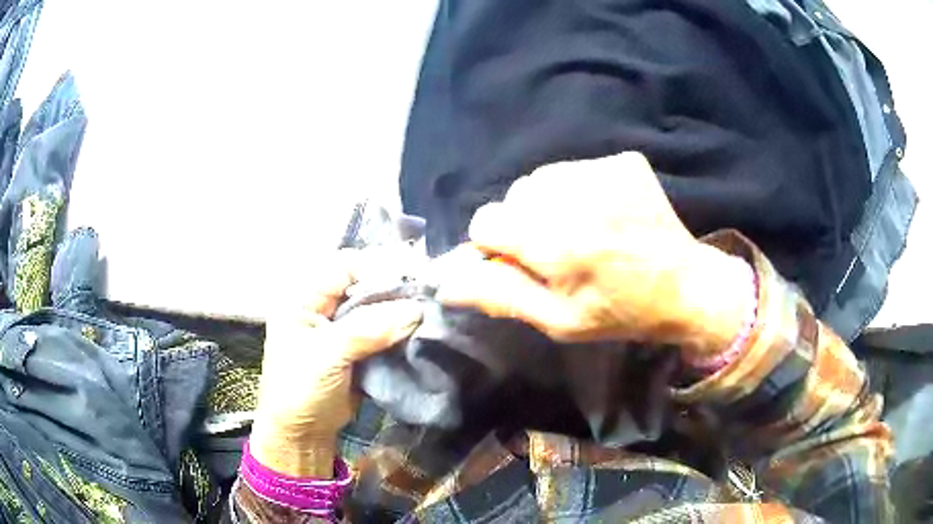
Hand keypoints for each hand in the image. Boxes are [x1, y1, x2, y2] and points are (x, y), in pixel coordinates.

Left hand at [250, 250, 422, 476]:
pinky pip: (385, 328)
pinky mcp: (360, 345)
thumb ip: (367, 330)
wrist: (303, 433)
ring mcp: (343, 325)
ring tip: (433, 307)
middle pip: (364, 282)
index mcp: (304, 297)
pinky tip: (423, 326)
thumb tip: (415, 310)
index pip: (344, 266)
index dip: (378, 266)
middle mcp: (324, 304)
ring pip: (378, 305)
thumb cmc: (300, 390)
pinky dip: (403, 327)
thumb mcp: (326, 357)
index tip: (414, 273)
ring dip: (402, 307)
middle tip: (430, 291)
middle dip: (395, 286)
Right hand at [436, 153, 750, 359]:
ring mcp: (602, 171)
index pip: (485, 221)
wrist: (684, 285)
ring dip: (549, 204)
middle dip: (524, 224)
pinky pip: (575, 169)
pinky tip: (605, 214)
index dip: (497, 245)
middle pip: (513, 196)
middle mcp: (574, 196)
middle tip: (561, 251)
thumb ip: (500, 295)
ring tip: (584, 231)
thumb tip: (446, 281)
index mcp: (555, 242)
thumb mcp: (557, 320)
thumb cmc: (619, 312)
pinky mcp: (622, 162)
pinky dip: (578, 190)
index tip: (525, 262)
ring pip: (541, 179)